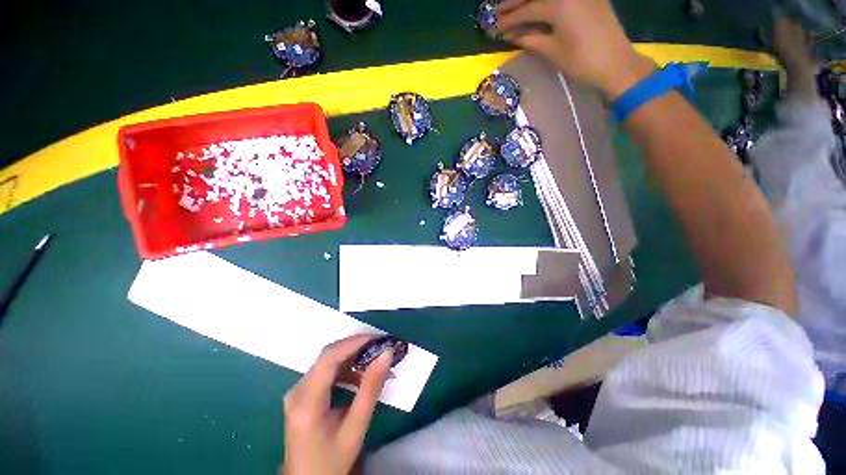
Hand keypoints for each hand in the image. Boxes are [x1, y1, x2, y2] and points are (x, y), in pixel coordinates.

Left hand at [282, 335, 393, 474]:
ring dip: (353, 359)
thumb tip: (386, 354)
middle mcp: (297, 390)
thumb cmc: (331, 462)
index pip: (329, 357)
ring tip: (375, 363)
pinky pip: (326, 373)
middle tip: (381, 348)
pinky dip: (346, 370)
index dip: (354, 342)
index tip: (379, 338)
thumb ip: (371, 389)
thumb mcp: (355, 428)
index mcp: (306, 401)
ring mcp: (297, 392)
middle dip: (356, 348)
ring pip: (328, 362)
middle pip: (328, 356)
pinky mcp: (302, 395)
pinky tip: (360, 379)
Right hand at [495, 0, 656, 98]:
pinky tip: (536, 6)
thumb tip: (510, 35)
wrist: (616, 62)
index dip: (508, 19)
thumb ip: (530, 39)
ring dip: (528, 0)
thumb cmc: (582, 61)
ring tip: (513, 7)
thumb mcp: (552, 51)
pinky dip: (545, 1)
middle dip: (514, 2)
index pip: (526, 9)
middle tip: (496, 10)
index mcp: (559, 4)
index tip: (494, 27)